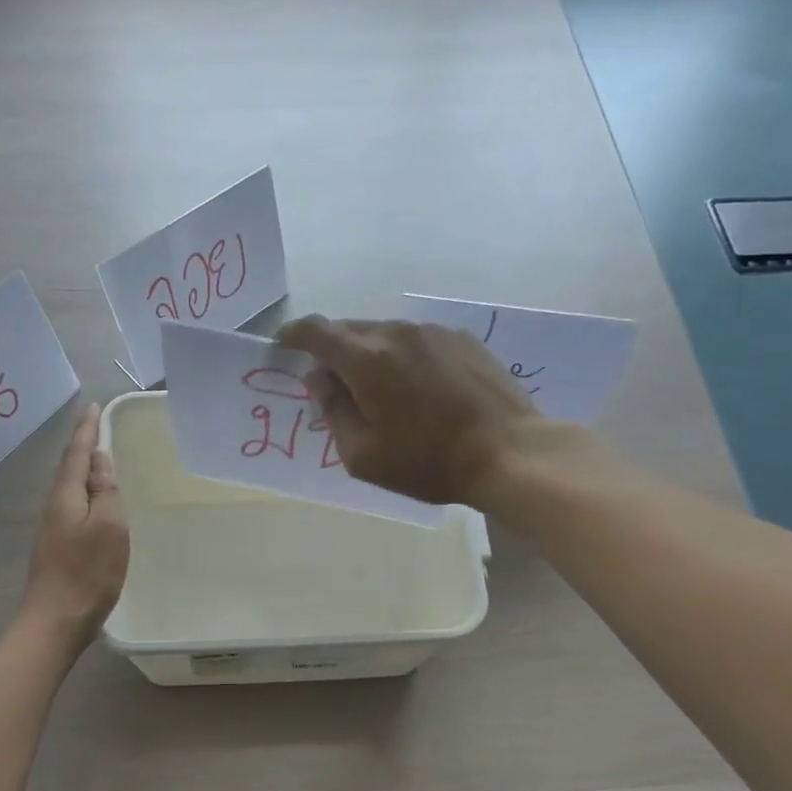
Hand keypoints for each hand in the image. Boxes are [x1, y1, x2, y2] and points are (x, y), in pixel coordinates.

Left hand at [21, 404, 128, 647]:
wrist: (55, 622)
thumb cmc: (87, 573)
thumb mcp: (109, 527)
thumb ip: (105, 491)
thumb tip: (99, 460)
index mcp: (65, 497)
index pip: (76, 454)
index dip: (86, 429)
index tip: (92, 406)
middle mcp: (53, 507)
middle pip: (68, 468)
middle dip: (81, 445)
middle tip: (95, 425)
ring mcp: (52, 529)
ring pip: (69, 488)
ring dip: (82, 469)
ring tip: (97, 457)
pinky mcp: (57, 547)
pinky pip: (72, 506)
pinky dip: (84, 493)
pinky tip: (93, 501)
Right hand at [276, 316, 544, 506]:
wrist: (508, 453)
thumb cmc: (427, 461)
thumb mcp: (363, 455)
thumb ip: (333, 411)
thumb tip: (320, 379)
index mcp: (367, 359)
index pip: (316, 331)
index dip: (293, 335)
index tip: (283, 346)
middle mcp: (398, 333)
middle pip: (350, 329)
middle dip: (332, 350)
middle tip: (333, 385)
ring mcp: (434, 332)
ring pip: (385, 333)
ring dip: (370, 354)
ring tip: (380, 391)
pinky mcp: (463, 340)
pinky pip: (417, 340)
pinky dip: (403, 356)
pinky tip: (418, 388)